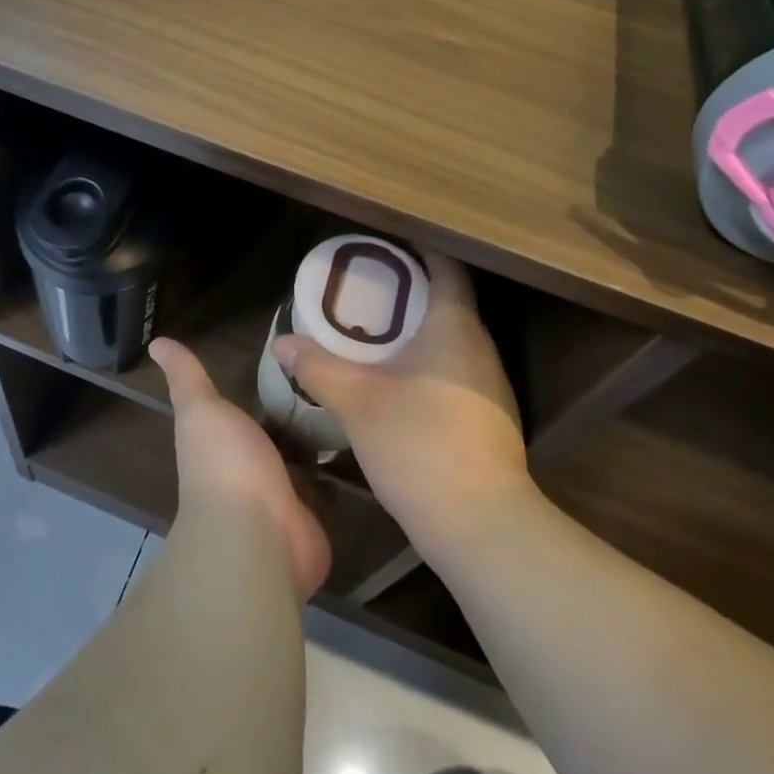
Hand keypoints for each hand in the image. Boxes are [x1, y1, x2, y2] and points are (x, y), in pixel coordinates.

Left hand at [151, 337, 331, 599]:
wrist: (256, 534)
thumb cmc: (226, 464)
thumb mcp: (201, 409)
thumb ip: (186, 378)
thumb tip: (157, 342)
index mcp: (224, 442)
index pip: (248, 410)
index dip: (268, 389)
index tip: (299, 354)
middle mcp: (251, 468)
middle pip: (279, 434)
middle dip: (301, 413)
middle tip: (338, 375)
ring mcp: (282, 496)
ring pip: (305, 460)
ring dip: (322, 441)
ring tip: (357, 401)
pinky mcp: (312, 518)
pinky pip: (328, 490)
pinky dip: (340, 474)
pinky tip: (364, 443)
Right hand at [272, 251, 531, 559]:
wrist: (481, 525)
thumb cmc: (419, 445)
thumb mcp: (358, 403)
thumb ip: (319, 368)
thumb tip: (282, 342)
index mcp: (454, 327)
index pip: (446, 268)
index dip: (419, 251)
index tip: (384, 248)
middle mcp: (479, 347)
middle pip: (447, 301)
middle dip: (408, 292)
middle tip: (365, 289)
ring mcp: (490, 384)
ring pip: (452, 338)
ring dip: (417, 330)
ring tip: (375, 332)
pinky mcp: (490, 416)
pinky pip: (457, 369)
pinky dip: (428, 361)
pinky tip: (399, 381)